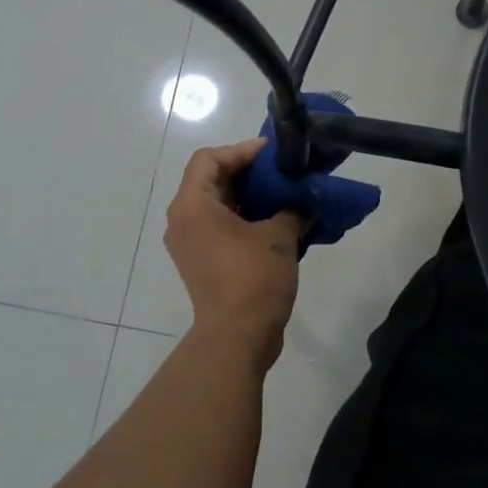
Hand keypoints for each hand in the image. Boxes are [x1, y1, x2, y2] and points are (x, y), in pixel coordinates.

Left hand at [164, 138, 301, 368]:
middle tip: (282, 172)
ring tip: (285, 194)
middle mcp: (183, 220)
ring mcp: (190, 244)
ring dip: (249, 197)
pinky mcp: (202, 263)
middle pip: (211, 180)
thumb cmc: (252, 278)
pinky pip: (220, 228)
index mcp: (192, 205)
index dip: (241, 150)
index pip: (209, 159)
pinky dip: (245, 220)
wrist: (237, 337)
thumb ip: (292, 209)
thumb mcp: (279, 236)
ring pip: (217, 206)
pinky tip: (278, 222)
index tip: (273, 154)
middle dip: (248, 173)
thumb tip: (303, 203)